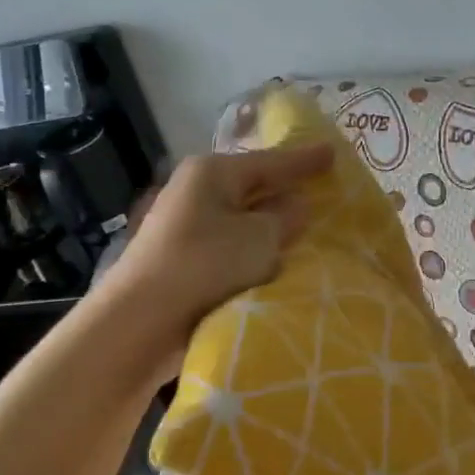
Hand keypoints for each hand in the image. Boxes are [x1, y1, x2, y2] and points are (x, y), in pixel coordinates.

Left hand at [95, 144, 333, 373]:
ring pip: (241, 219)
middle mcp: (195, 191)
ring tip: (306, 228)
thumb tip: (296, 205)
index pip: (270, 161)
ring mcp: (184, 226)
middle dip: (285, 191)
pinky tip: (274, 259)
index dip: (305, 160)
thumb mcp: (259, 238)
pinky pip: (230, 246)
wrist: (141, 322)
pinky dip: (252, 250)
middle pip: (252, 187)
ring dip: (269, 226)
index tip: (333, 152)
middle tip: (321, 189)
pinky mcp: (182, 259)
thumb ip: (285, 218)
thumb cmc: (206, 265)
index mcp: (212, 172)